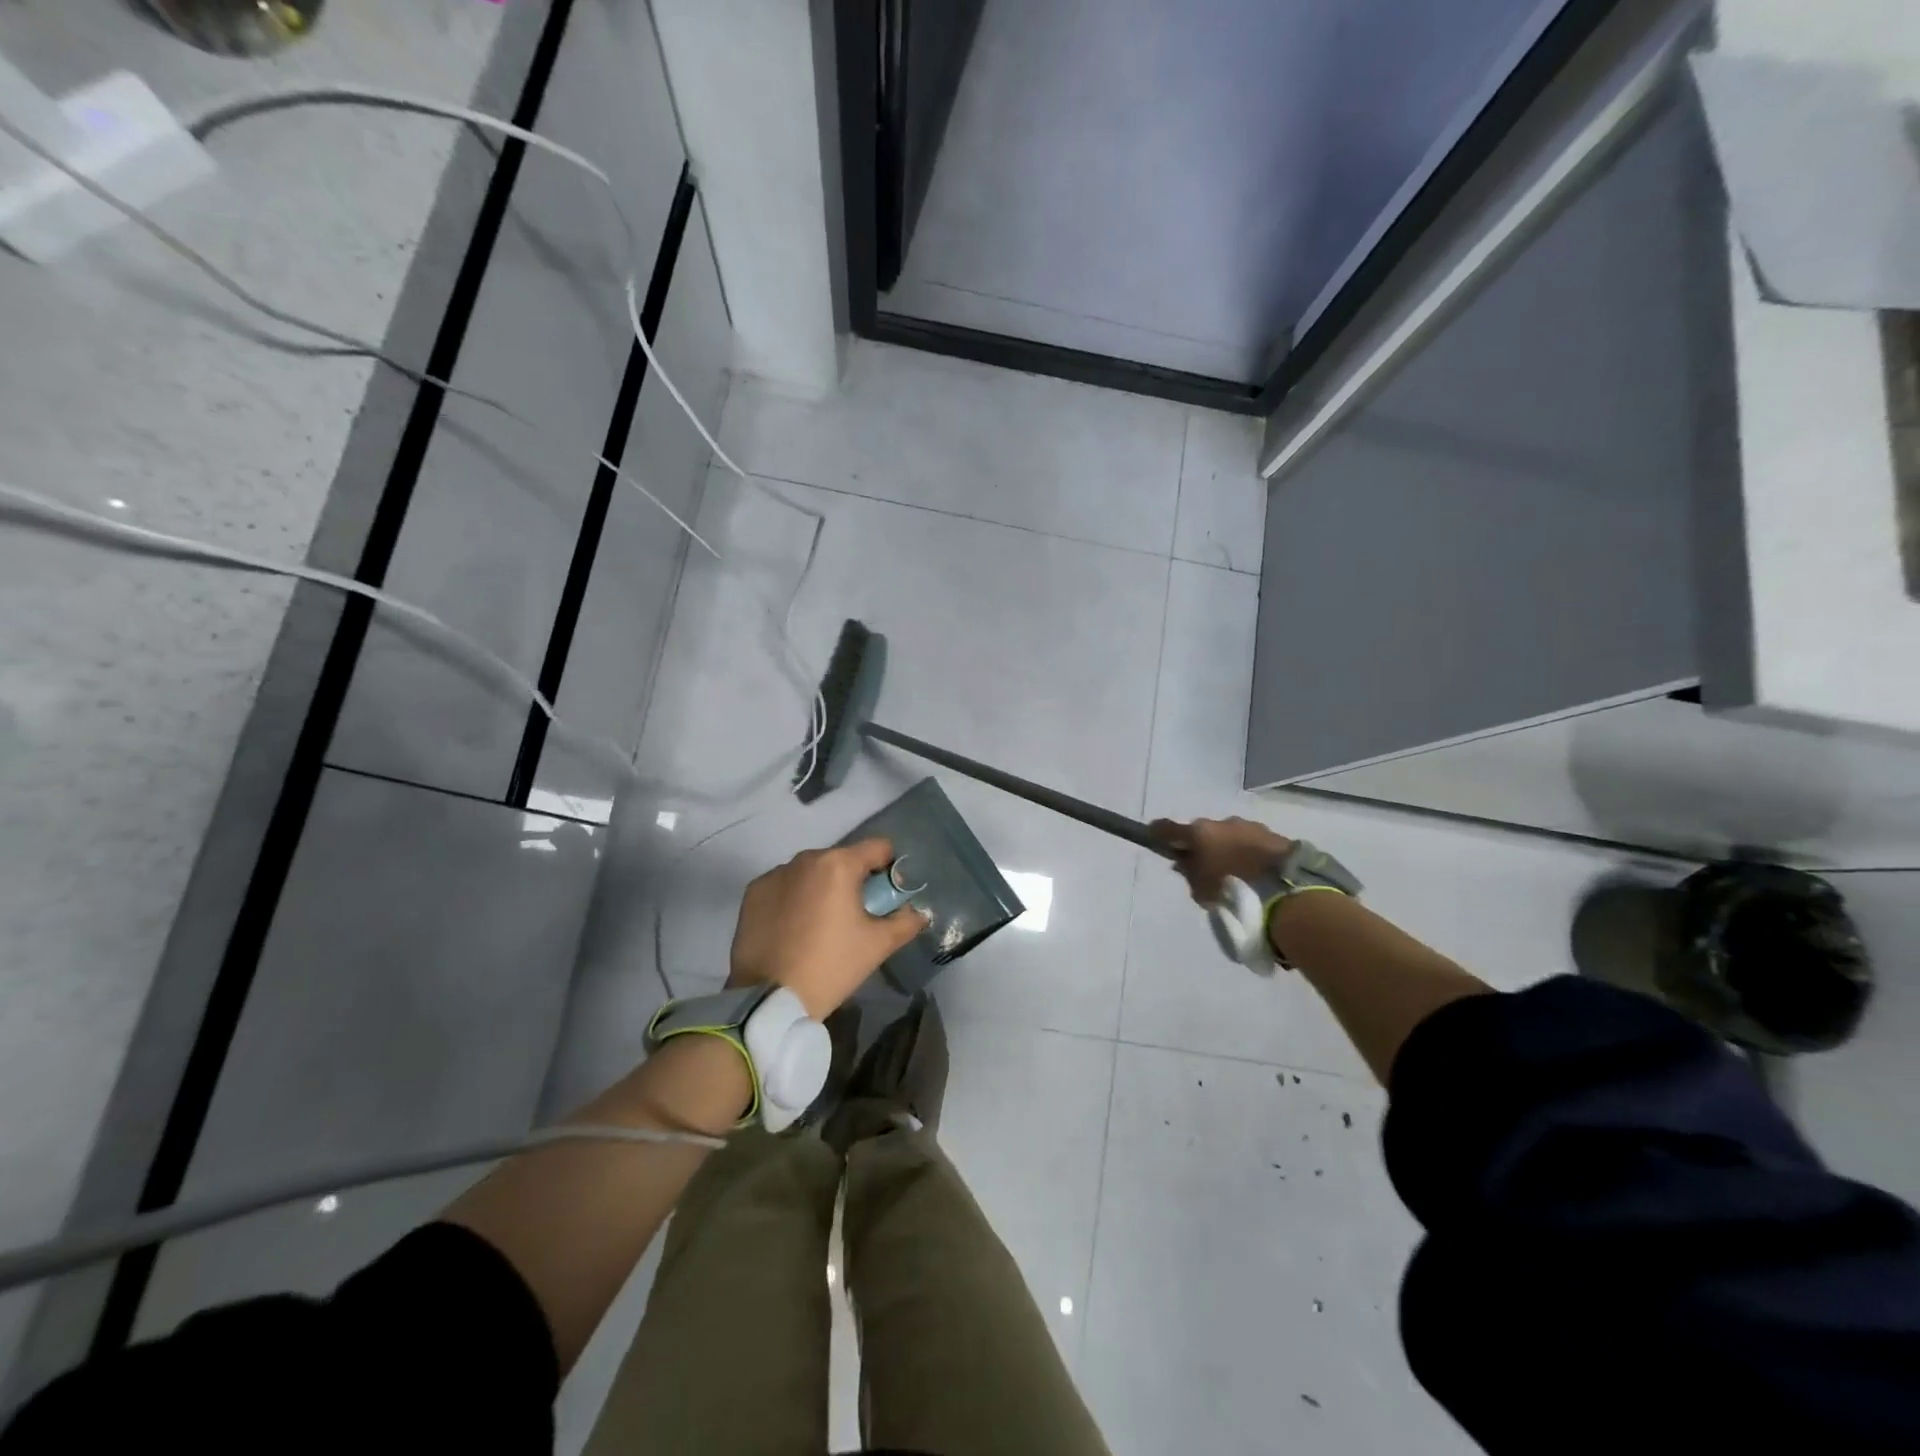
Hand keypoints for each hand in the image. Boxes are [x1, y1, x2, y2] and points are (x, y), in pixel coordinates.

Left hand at [728, 838, 928, 1019]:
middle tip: (856, 917)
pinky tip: (794, 930)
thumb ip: (905, 922)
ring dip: (822, 889)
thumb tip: (918, 912)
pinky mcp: (753, 893)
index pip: (878, 848)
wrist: (768, 999)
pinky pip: (784, 886)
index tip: (887, 897)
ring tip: (821, 926)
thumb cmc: (831, 966)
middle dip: (854, 882)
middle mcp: (806, 859)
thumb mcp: (877, 946)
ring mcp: (775, 874)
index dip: (890, 869)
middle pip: (842, 860)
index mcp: (839, 864)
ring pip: (811, 872)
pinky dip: (794, 899)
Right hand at [1151, 816, 1292, 905]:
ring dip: (1227, 848)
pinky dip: (1248, 853)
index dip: (1158, 833)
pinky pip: (1252, 842)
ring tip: (1236, 872)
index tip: (1154, 838)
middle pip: (1202, 831)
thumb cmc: (1233, 890)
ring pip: (1229, 835)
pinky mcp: (1274, 835)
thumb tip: (1183, 862)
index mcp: (1199, 833)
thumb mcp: (1200, 890)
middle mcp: (1222, 823)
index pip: (1167, 827)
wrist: (1287, 890)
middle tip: (1204, 867)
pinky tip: (1255, 871)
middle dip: (1201, 845)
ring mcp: (1250, 826)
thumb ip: (1189, 873)